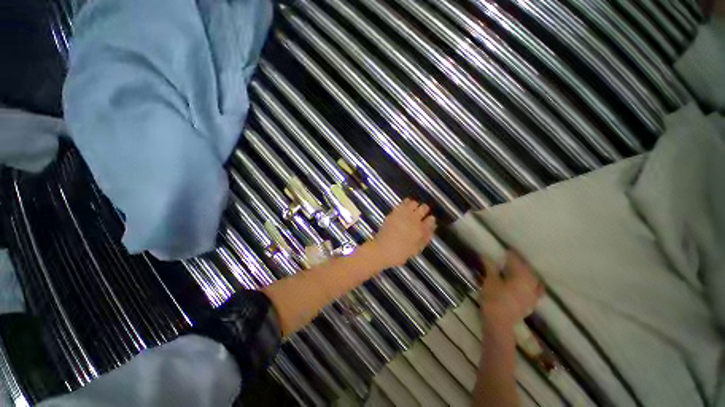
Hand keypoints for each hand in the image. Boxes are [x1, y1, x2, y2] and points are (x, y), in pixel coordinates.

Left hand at [369, 198, 436, 267]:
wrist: (381, 249)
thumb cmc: (399, 253)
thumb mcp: (416, 249)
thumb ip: (425, 238)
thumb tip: (431, 229)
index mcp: (420, 229)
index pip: (431, 220)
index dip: (431, 221)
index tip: (429, 222)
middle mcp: (413, 219)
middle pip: (424, 208)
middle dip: (425, 210)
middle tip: (422, 215)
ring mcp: (403, 214)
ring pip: (413, 203)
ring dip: (415, 206)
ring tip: (413, 210)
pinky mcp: (394, 212)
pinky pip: (403, 203)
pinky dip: (405, 204)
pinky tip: (404, 208)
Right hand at [480, 251, 543, 325]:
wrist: (499, 322)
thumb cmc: (494, 298)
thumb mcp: (490, 280)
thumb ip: (490, 267)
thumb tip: (486, 255)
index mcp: (521, 277)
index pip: (517, 262)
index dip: (511, 255)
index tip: (506, 250)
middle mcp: (531, 284)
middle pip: (527, 270)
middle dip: (520, 263)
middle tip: (511, 258)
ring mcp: (533, 295)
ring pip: (533, 279)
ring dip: (527, 273)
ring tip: (519, 270)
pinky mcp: (531, 303)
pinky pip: (536, 290)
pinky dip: (533, 284)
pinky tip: (527, 284)